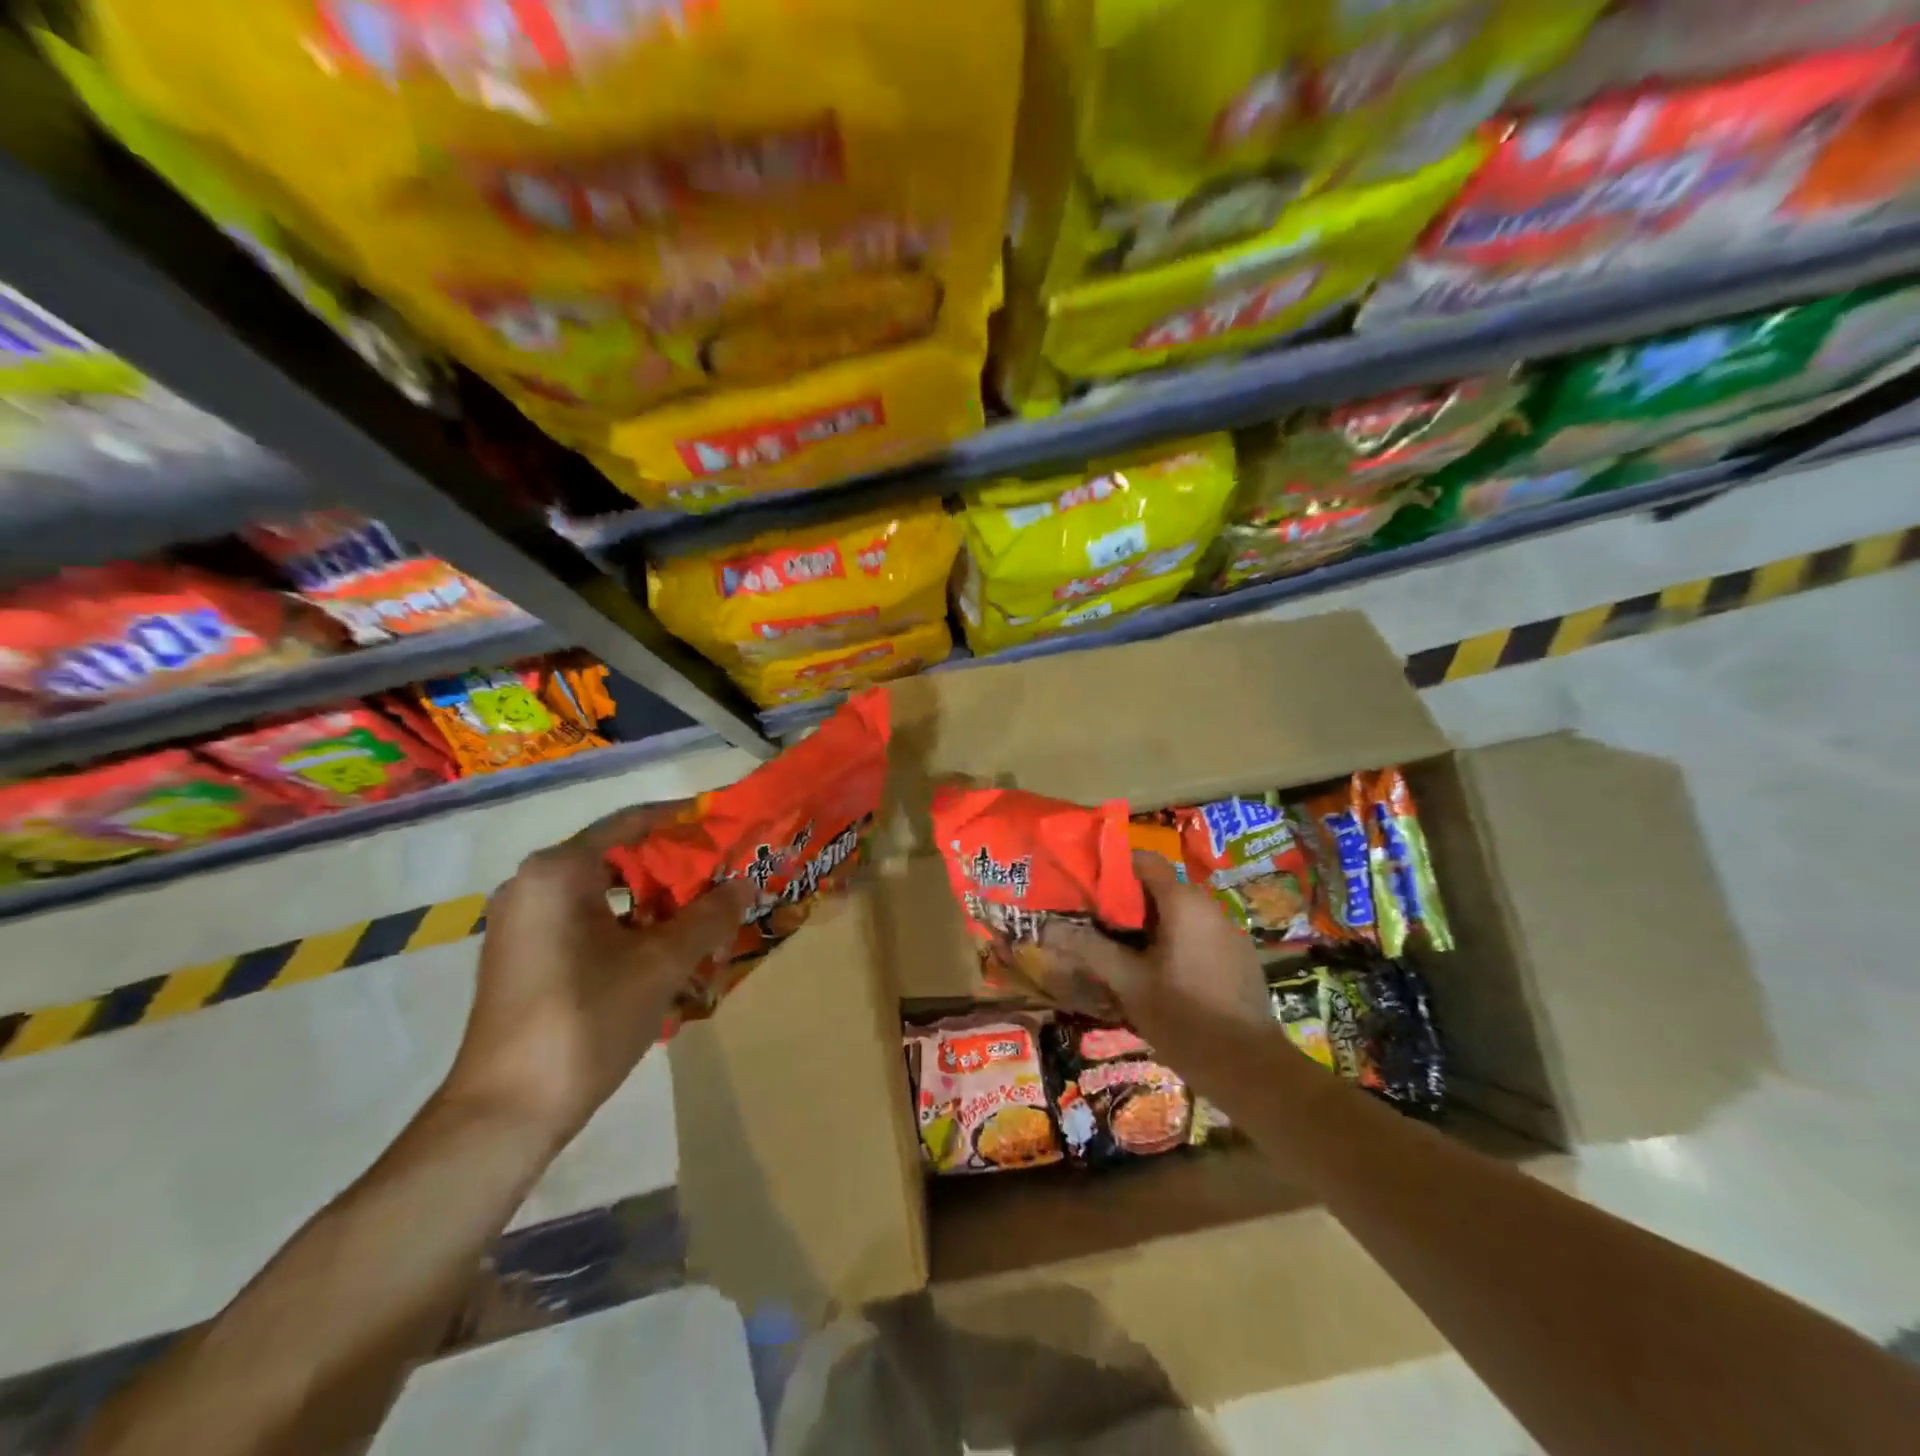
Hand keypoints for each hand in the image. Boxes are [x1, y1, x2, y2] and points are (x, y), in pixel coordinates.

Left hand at [440, 803, 752, 1146]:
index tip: (726, 823)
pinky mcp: (524, 955)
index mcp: (558, 871)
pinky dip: (628, 924)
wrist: (505, 1114)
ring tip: (704, 911)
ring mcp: (523, 922)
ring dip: (655, 899)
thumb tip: (747, 882)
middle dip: (675, 865)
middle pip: (619, 856)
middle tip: (725, 873)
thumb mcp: (661, 964)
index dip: (684, 820)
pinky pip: (587, 920)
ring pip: (604, 892)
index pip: (632, 821)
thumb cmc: (586, 1021)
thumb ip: (709, 915)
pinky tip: (666, 949)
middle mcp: (533, 884)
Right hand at [1040, 851, 1269, 1033]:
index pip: (1144, 860)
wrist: (1251, 1069)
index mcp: (1184, 901)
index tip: (1087, 890)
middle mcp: (1210, 905)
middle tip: (1097, 926)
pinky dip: (1176, 942)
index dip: (1113, 869)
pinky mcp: (1240, 957)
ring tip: (1122, 952)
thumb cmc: (1183, 1017)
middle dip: (1126, 903)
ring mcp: (1230, 931)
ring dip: (1150, 925)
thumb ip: (1089, 949)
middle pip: (1160, 887)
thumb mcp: (1128, 983)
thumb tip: (1046, 928)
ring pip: (1180, 913)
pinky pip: (1199, 934)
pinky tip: (1159, 974)